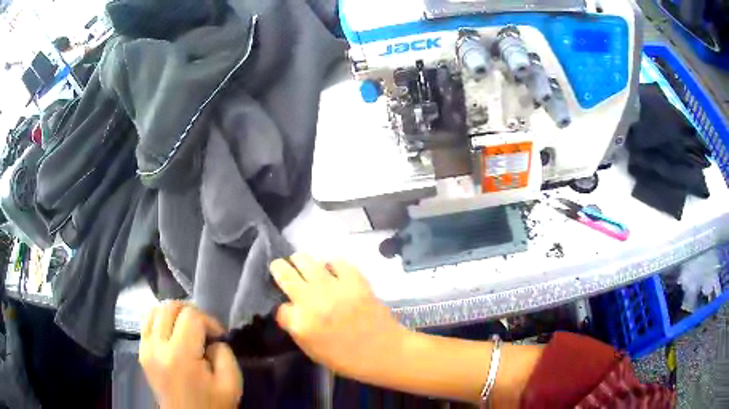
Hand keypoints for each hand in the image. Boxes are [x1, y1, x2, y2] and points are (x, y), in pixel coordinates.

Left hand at [139, 302, 242, 408]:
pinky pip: (147, 324)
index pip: (191, 316)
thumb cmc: (212, 406)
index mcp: (180, 356)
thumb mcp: (231, 384)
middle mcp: (157, 347)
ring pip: (154, 310)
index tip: (219, 337)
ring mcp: (145, 349)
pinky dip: (160, 321)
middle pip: (169, 307)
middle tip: (204, 329)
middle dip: (191, 312)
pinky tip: (172, 334)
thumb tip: (211, 340)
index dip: (209, 320)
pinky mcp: (141, 353)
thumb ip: (224, 354)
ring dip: (173, 314)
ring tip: (187, 329)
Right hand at [269, 254, 408, 378]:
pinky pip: (336, 262)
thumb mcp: (312, 351)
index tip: (288, 308)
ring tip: (302, 264)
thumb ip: (296, 329)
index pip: (280, 307)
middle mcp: (312, 302)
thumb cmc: (347, 359)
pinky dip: (331, 265)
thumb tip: (289, 309)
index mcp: (302, 324)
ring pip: (306, 261)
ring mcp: (334, 288)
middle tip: (281, 268)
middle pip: (285, 274)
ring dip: (300, 262)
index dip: (283, 308)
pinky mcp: (354, 280)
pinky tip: (332, 271)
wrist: (384, 352)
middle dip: (279, 268)